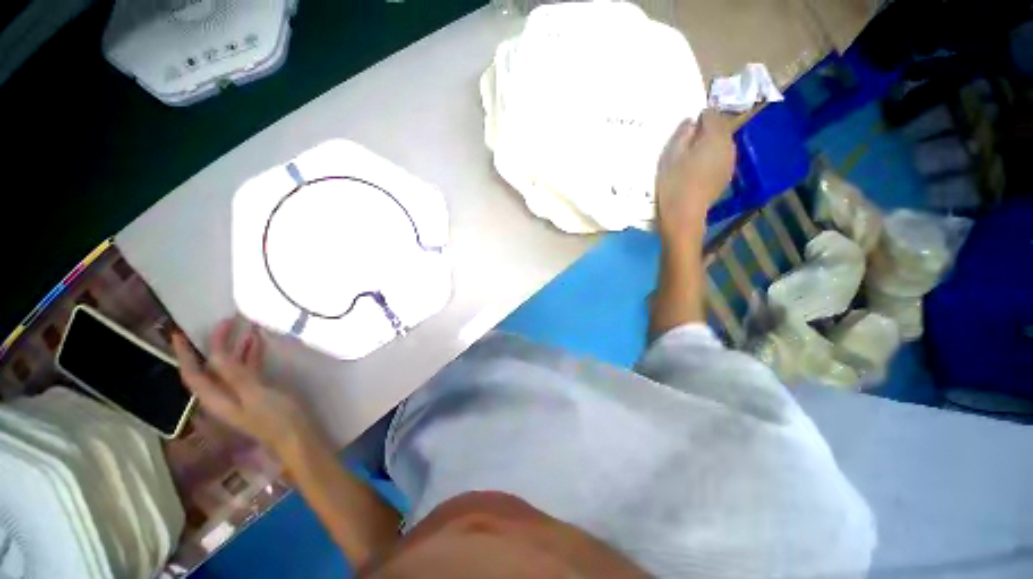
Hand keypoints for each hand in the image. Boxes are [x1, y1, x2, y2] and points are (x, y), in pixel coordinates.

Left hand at [172, 319, 313, 454]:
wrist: (298, 436)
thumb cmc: (276, 418)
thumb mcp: (255, 395)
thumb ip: (234, 375)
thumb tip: (214, 354)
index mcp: (216, 399)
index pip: (193, 374)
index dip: (184, 354)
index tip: (180, 333)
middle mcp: (223, 395)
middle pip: (209, 368)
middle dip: (211, 346)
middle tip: (222, 323)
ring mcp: (241, 394)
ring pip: (229, 367)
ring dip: (233, 348)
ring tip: (242, 326)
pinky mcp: (257, 392)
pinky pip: (247, 369)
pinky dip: (249, 355)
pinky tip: (257, 342)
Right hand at [655, 109, 736, 240]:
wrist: (684, 214)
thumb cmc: (674, 183)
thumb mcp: (670, 155)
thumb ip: (681, 134)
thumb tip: (690, 122)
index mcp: (715, 136)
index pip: (712, 114)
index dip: (699, 117)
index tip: (686, 128)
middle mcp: (728, 145)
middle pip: (720, 128)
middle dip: (706, 131)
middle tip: (686, 143)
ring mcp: (730, 162)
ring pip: (722, 144)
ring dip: (709, 145)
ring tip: (692, 157)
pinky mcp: (726, 175)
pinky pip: (721, 158)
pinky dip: (712, 158)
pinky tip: (698, 170)